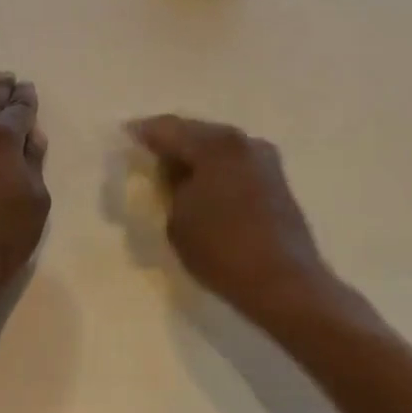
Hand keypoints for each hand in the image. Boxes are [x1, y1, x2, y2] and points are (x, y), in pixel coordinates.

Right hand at [127, 116, 330, 326]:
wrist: (285, 283)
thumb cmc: (223, 250)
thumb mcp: (177, 220)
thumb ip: (170, 188)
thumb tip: (172, 173)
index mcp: (214, 145)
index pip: (167, 128)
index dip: (143, 132)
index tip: (126, 135)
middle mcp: (241, 141)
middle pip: (196, 131)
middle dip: (172, 141)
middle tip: (148, 154)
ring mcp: (264, 159)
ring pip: (218, 146)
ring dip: (196, 155)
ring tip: (174, 172)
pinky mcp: (276, 179)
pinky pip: (234, 162)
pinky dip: (215, 168)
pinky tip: (203, 185)